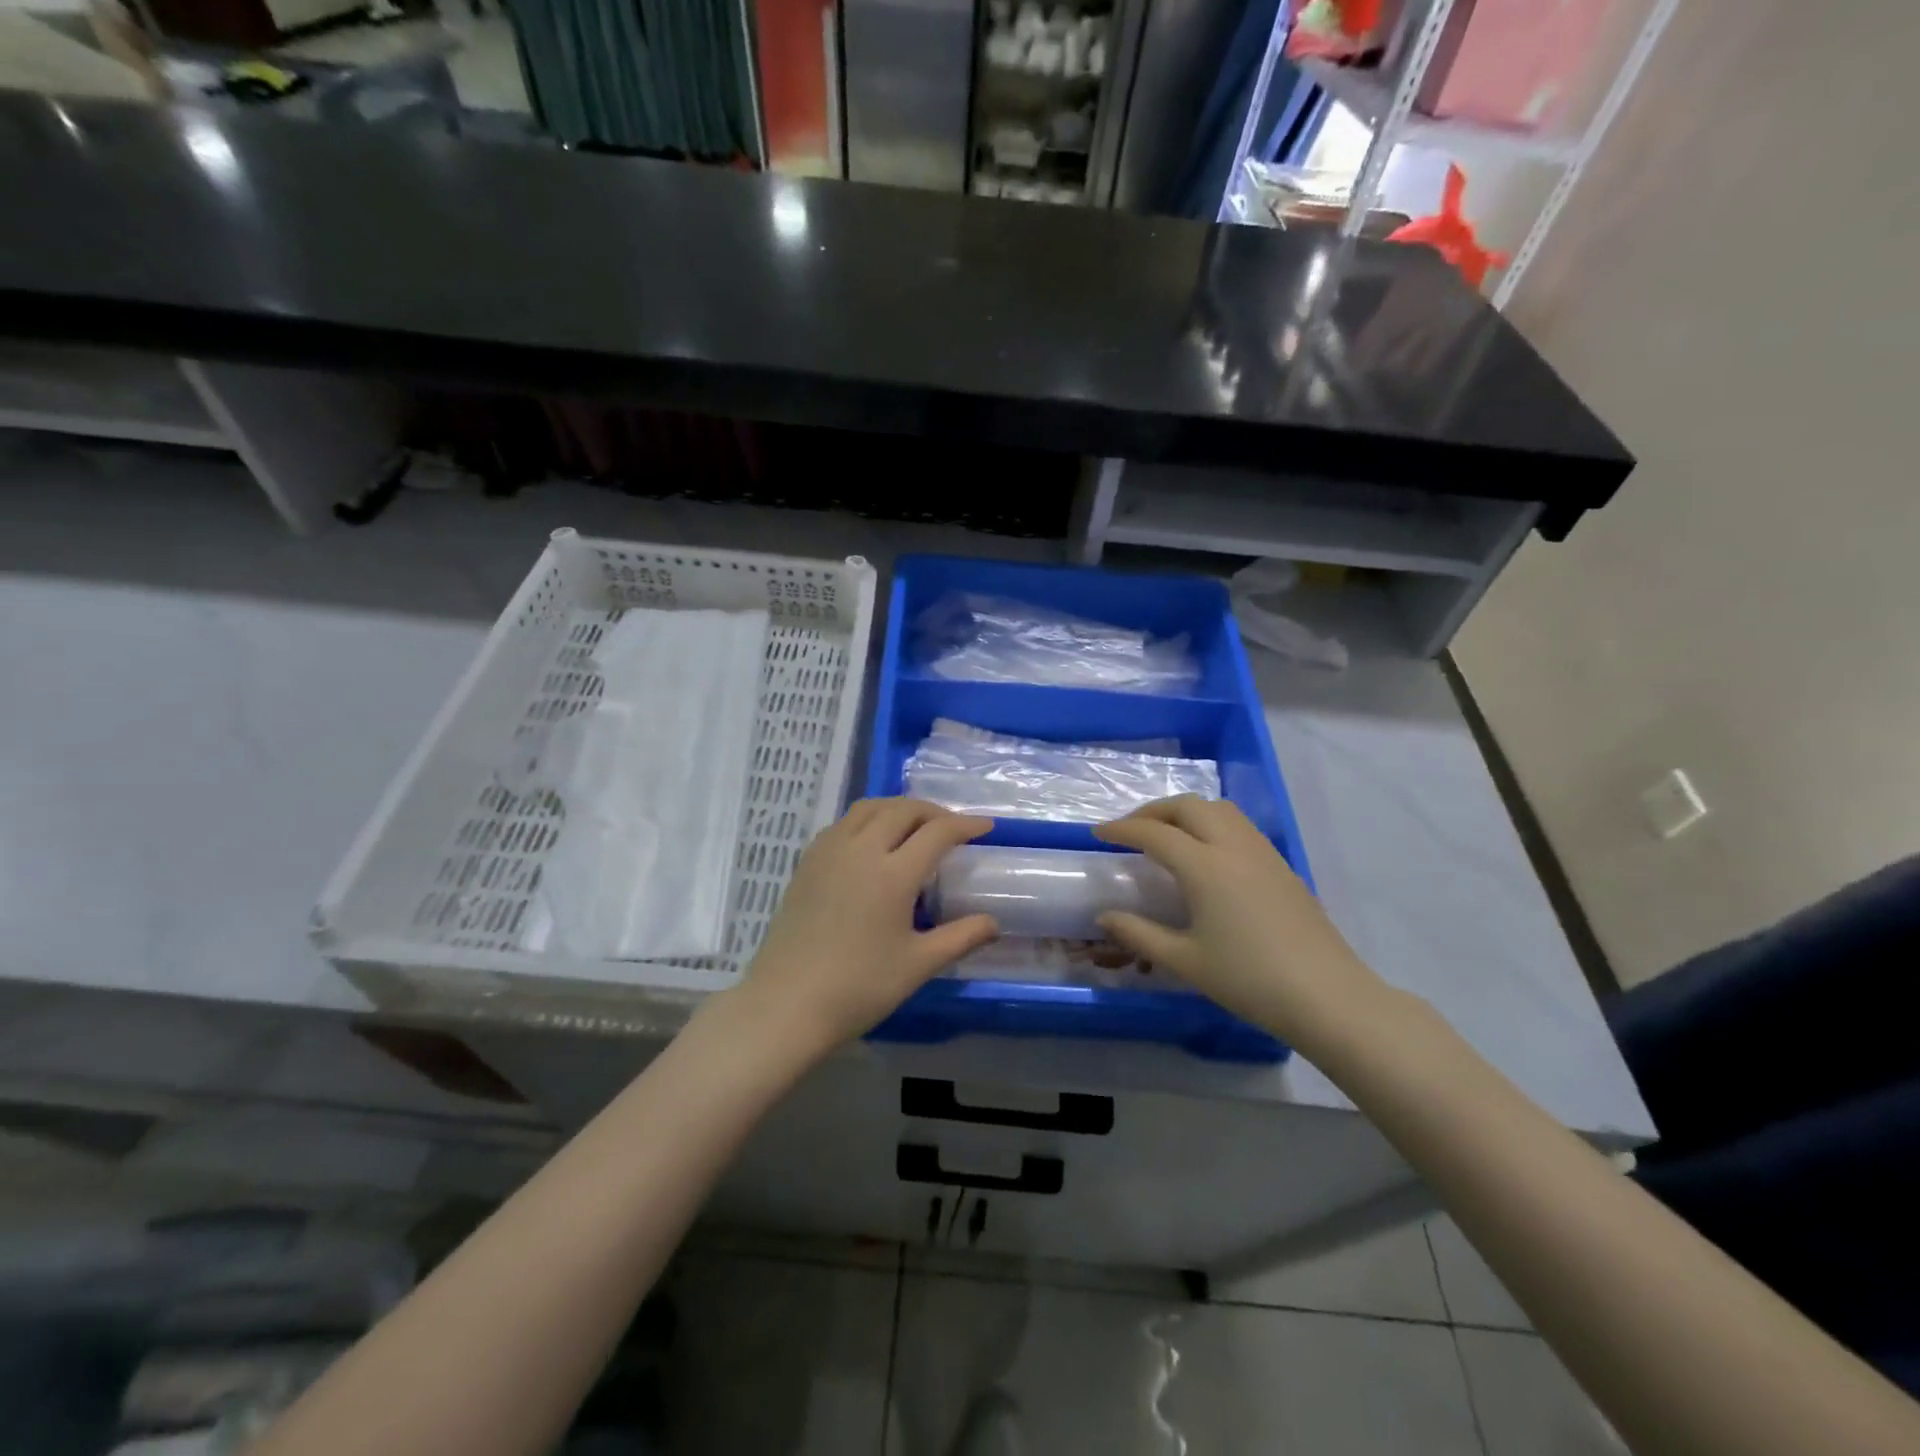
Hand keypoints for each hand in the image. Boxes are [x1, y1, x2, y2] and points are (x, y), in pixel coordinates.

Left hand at [734, 799, 998, 1055]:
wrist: (786, 1004)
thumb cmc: (858, 988)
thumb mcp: (918, 965)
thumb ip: (961, 937)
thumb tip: (993, 923)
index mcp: (892, 874)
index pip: (937, 832)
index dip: (965, 825)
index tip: (985, 828)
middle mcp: (861, 850)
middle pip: (902, 809)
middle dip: (933, 811)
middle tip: (952, 827)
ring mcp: (829, 852)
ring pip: (869, 808)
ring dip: (899, 808)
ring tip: (915, 825)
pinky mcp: (807, 862)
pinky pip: (844, 823)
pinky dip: (869, 819)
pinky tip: (874, 842)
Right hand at [1093, 796, 1384, 1048]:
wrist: (1327, 996)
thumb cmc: (1248, 980)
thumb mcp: (1185, 961)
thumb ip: (1139, 934)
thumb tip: (1104, 916)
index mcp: (1204, 866)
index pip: (1154, 833)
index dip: (1121, 829)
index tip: (1097, 833)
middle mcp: (1233, 847)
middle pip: (1188, 806)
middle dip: (1153, 811)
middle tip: (1131, 830)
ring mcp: (1262, 853)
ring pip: (1218, 809)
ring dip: (1186, 812)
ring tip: (1167, 835)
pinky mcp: (1281, 866)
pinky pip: (1239, 825)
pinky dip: (1211, 824)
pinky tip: (1207, 853)